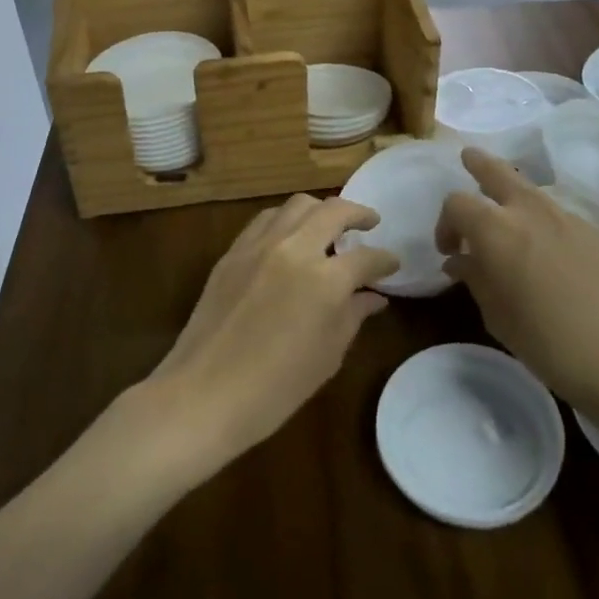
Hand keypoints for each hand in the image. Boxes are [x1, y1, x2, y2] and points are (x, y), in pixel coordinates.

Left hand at [147, 195, 397, 472]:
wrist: (205, 393)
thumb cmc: (276, 388)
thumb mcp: (328, 355)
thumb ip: (354, 316)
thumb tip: (373, 297)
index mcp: (325, 280)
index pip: (367, 258)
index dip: (385, 260)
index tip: (393, 264)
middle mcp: (294, 249)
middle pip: (333, 210)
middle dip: (358, 213)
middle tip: (370, 224)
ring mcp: (259, 245)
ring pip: (297, 205)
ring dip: (320, 210)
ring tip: (329, 227)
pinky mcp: (233, 251)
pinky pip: (266, 220)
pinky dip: (286, 220)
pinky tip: (291, 237)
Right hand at [434, 149, 598, 448]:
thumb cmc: (549, 343)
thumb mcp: (497, 317)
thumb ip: (475, 279)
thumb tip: (461, 260)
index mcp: (495, 229)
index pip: (457, 204)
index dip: (445, 223)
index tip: (449, 251)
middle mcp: (529, 211)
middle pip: (497, 171)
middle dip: (479, 164)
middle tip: (468, 160)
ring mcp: (568, 218)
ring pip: (531, 190)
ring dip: (512, 194)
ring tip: (506, 216)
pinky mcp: (597, 233)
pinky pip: (557, 214)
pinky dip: (541, 219)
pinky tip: (546, 251)